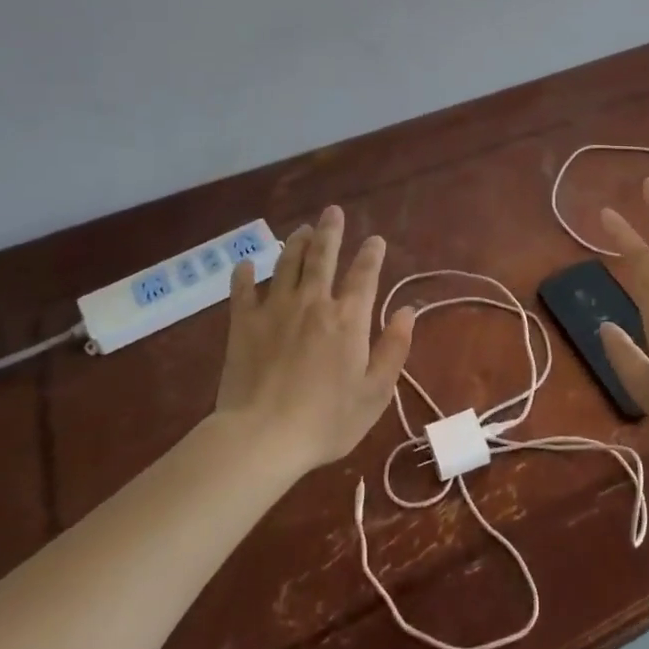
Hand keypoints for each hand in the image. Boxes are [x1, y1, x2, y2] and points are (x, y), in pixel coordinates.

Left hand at [216, 205, 415, 473]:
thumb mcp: (375, 392)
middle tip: (332, 211)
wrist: (263, 437)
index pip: (364, 275)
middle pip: (322, 257)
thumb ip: (393, 348)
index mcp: (348, 319)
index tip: (375, 240)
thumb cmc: (326, 420)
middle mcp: (313, 303)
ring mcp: (275, 310)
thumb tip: (406, 311)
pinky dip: (244, 274)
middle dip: (330, 231)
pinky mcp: (243, 324)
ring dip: (295, 244)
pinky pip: (242, 290)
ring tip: (301, 230)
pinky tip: (246, 264)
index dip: (371, 254)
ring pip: (286, 264)